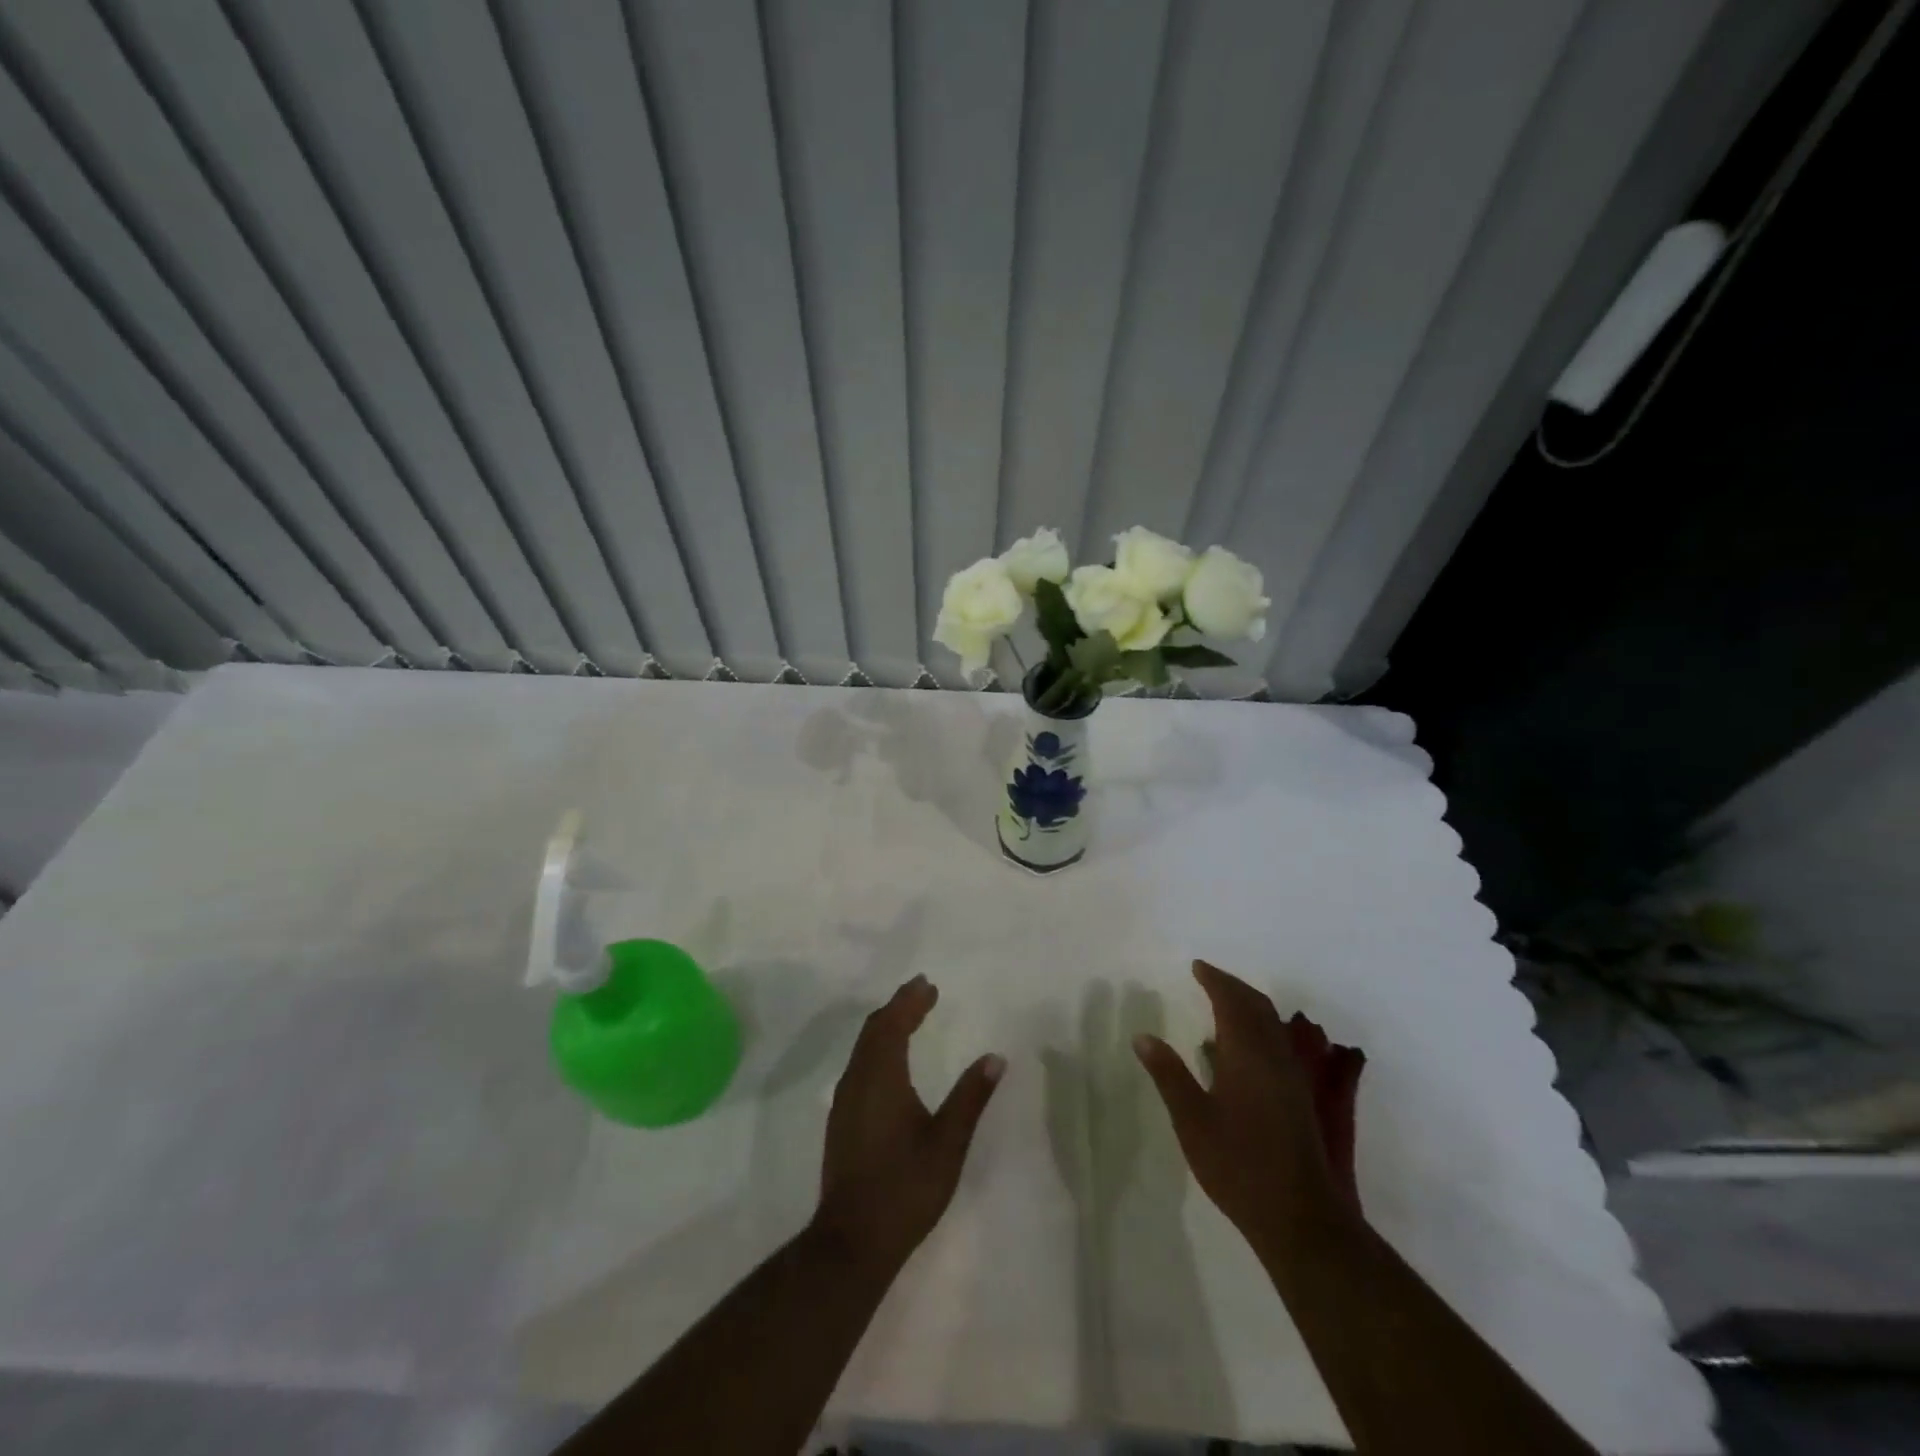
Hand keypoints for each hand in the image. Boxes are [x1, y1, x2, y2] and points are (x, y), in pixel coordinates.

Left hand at [813, 975, 1005, 1272]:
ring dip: (886, 1026)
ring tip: (910, 1018)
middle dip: (898, 1007)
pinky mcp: (841, 1121)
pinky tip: (891, 1062)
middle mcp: (857, 1081)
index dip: (910, 1001)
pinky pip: (859, 1065)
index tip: (928, 984)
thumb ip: (970, 1097)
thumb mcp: (948, 1143)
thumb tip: (995, 1057)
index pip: (892, 1024)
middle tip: (922, 993)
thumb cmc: (905, 1188)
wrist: (851, 1242)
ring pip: (863, 1048)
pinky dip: (877, 1048)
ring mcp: (844, 1102)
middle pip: (874, 1030)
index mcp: (881, 1078)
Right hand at [1134, 960, 1366, 1255]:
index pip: (1232, 1002)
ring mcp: (1291, 1078)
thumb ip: (1169, 1074)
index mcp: (1248, 1055)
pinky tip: (1240, 1047)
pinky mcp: (1297, 1097)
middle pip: (1258, 1006)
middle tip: (1207, 977)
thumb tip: (1143, 1037)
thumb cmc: (1237, 1164)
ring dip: (1248, 1005)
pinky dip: (1258, 1027)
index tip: (1196, 966)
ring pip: (1272, 1024)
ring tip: (1222, 1002)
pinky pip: (1277, 1043)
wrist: (1298, 1216)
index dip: (1215, 980)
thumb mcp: (1191, 1120)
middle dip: (1233, 986)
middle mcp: (1274, 1057)